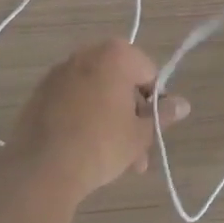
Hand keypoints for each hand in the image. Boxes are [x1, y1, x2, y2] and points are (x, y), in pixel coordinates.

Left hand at [8, 38, 189, 201]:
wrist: (42, 167)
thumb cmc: (102, 144)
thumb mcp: (140, 134)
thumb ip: (163, 115)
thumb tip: (184, 104)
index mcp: (114, 55)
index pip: (148, 72)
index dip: (155, 101)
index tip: (152, 128)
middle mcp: (85, 55)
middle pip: (120, 83)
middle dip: (131, 116)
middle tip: (138, 150)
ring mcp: (58, 74)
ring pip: (96, 96)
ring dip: (110, 121)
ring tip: (117, 162)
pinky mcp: (39, 94)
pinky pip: (73, 102)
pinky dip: (84, 119)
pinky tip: (87, 151)